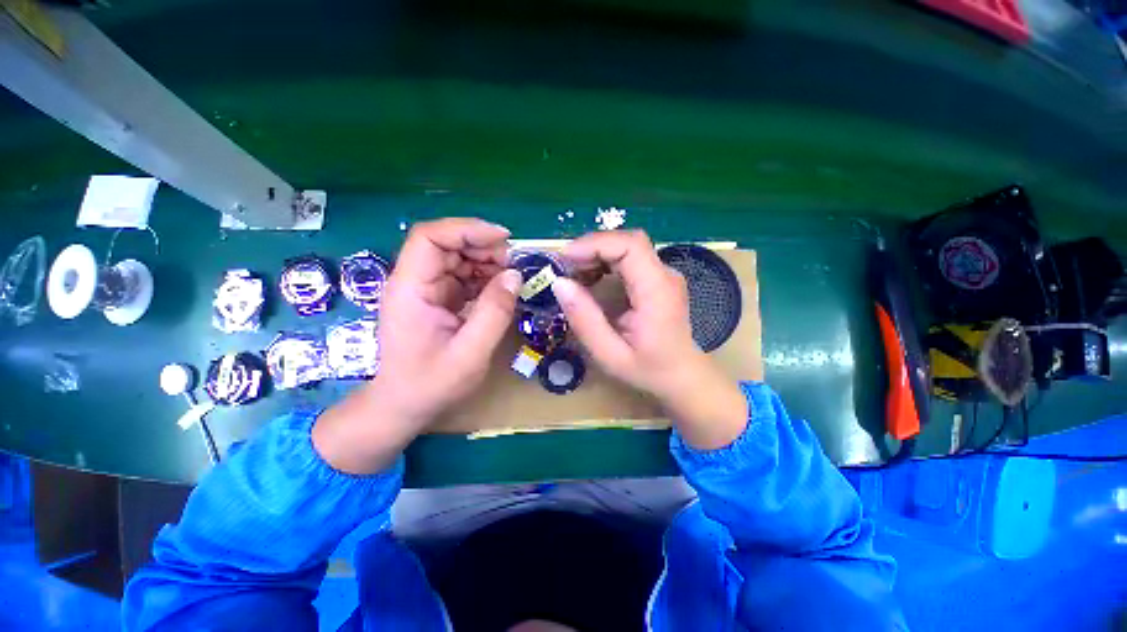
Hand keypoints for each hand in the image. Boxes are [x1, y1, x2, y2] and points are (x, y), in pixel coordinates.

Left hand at [314, 218, 520, 472]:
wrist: (403, 405)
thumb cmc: (431, 384)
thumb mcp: (470, 354)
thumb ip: (494, 313)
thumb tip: (515, 276)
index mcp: (410, 289)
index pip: (430, 237)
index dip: (467, 230)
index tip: (503, 239)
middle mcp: (414, 282)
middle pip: (446, 244)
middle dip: (482, 247)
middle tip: (513, 265)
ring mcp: (425, 290)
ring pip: (456, 258)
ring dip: (486, 262)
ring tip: (510, 278)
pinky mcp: (436, 299)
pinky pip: (462, 277)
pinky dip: (484, 278)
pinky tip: (499, 290)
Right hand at [551, 231, 747, 449]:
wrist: (683, 376)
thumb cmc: (649, 370)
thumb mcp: (610, 354)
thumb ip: (585, 320)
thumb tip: (560, 283)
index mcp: (657, 291)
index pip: (630, 246)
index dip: (595, 244)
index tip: (565, 259)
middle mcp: (665, 275)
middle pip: (627, 242)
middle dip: (591, 249)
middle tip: (564, 269)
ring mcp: (663, 275)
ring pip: (626, 247)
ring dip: (596, 255)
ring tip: (574, 276)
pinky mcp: (658, 279)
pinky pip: (629, 259)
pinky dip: (605, 263)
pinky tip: (591, 279)